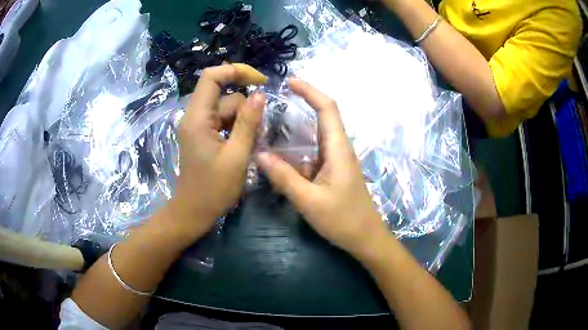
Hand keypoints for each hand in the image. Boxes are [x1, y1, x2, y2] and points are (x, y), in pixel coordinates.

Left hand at [168, 64, 265, 235]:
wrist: (193, 211)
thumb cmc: (213, 190)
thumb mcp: (236, 157)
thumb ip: (248, 123)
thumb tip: (260, 94)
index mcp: (197, 118)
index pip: (211, 77)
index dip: (236, 71)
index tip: (260, 81)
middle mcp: (194, 116)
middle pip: (223, 96)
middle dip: (245, 108)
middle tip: (258, 133)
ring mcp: (197, 126)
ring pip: (225, 109)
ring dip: (243, 121)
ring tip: (250, 145)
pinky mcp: (202, 135)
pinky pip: (222, 121)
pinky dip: (236, 128)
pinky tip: (243, 146)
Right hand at [257, 78, 388, 256]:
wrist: (366, 238)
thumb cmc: (343, 220)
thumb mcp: (309, 201)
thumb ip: (285, 178)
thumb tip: (260, 155)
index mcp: (338, 149)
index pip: (327, 108)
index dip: (310, 91)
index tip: (290, 82)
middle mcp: (339, 148)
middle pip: (324, 116)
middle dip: (303, 102)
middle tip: (275, 100)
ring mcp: (337, 160)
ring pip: (317, 134)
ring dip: (298, 126)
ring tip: (271, 124)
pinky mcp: (333, 171)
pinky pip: (314, 151)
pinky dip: (298, 147)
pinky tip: (281, 153)